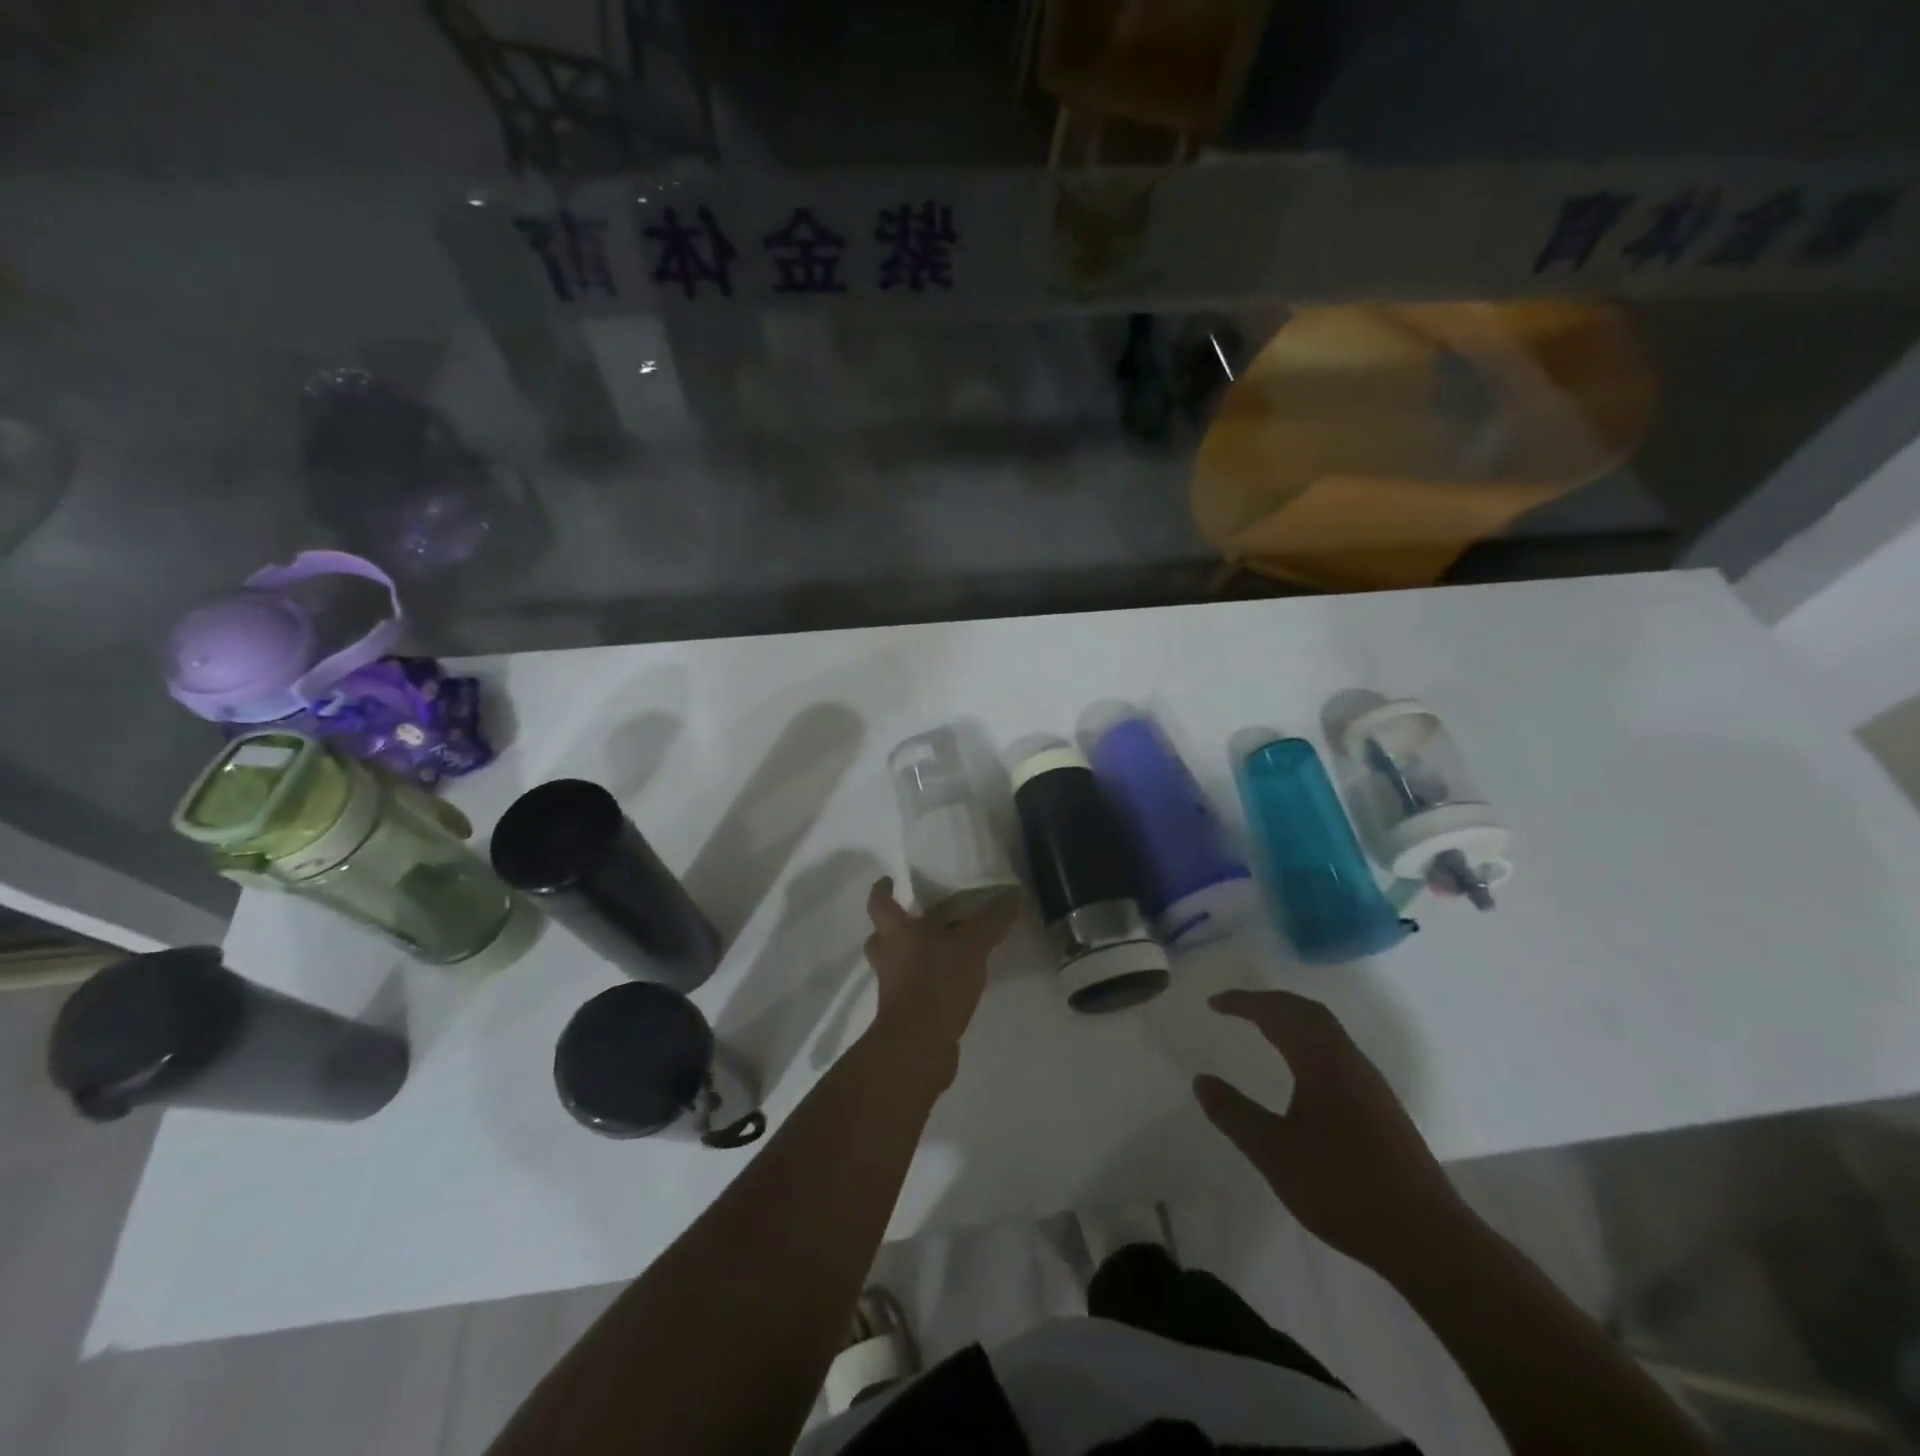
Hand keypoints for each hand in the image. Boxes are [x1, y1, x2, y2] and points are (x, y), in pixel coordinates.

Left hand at [863, 877, 1017, 1088]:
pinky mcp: (905, 1014)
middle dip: (895, 927)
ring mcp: (894, 988)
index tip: (889, 880)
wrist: (918, 1047)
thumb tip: (1014, 895)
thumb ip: (991, 921)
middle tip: (918, 918)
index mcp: (896, 933)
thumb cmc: (936, 983)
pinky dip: (927, 983)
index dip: (882, 890)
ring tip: (942, 950)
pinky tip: (952, 983)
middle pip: (881, 937)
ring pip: (897, 964)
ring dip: (913, 956)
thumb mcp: (971, 946)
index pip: (880, 904)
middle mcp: (889, 957)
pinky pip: (913, 989)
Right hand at [1193, 990, 1465, 1271]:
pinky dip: (1308, 1040)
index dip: (1244, 1002)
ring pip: (1327, 1030)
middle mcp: (1348, 1061)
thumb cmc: (1344, 1189)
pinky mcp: (1381, 1106)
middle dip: (1269, 1002)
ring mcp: (1370, 1083)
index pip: (1278, 1013)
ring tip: (1262, 1029)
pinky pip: (1337, 1050)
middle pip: (1308, 1012)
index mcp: (1322, 1063)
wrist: (1428, 1238)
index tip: (1214, 1004)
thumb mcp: (1274, 1153)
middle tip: (1236, 1007)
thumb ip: (1234, 1114)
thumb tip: (1201, 1080)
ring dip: (1291, 1019)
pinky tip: (1301, 1069)